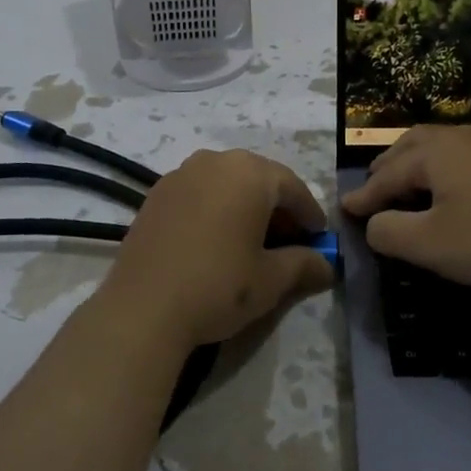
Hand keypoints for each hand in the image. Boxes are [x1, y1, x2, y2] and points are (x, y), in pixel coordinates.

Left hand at [103, 149, 333, 345]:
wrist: (143, 309)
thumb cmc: (219, 286)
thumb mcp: (271, 280)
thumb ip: (304, 264)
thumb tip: (328, 265)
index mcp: (251, 173)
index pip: (293, 188)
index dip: (310, 215)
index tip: (319, 240)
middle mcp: (216, 161)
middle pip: (260, 179)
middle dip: (278, 208)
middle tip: (289, 242)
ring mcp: (182, 173)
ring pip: (227, 183)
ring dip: (245, 206)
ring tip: (251, 241)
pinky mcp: (157, 193)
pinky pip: (199, 192)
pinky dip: (215, 208)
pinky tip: (216, 240)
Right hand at [340, 126, 470, 288]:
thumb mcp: (430, 244)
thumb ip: (389, 232)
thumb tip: (374, 223)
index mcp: (434, 153)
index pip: (387, 175)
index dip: (364, 197)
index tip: (345, 210)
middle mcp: (460, 139)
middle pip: (412, 145)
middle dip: (388, 168)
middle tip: (375, 189)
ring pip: (440, 146)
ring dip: (417, 164)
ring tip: (409, 185)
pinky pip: (464, 157)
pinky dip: (444, 169)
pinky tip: (454, 190)